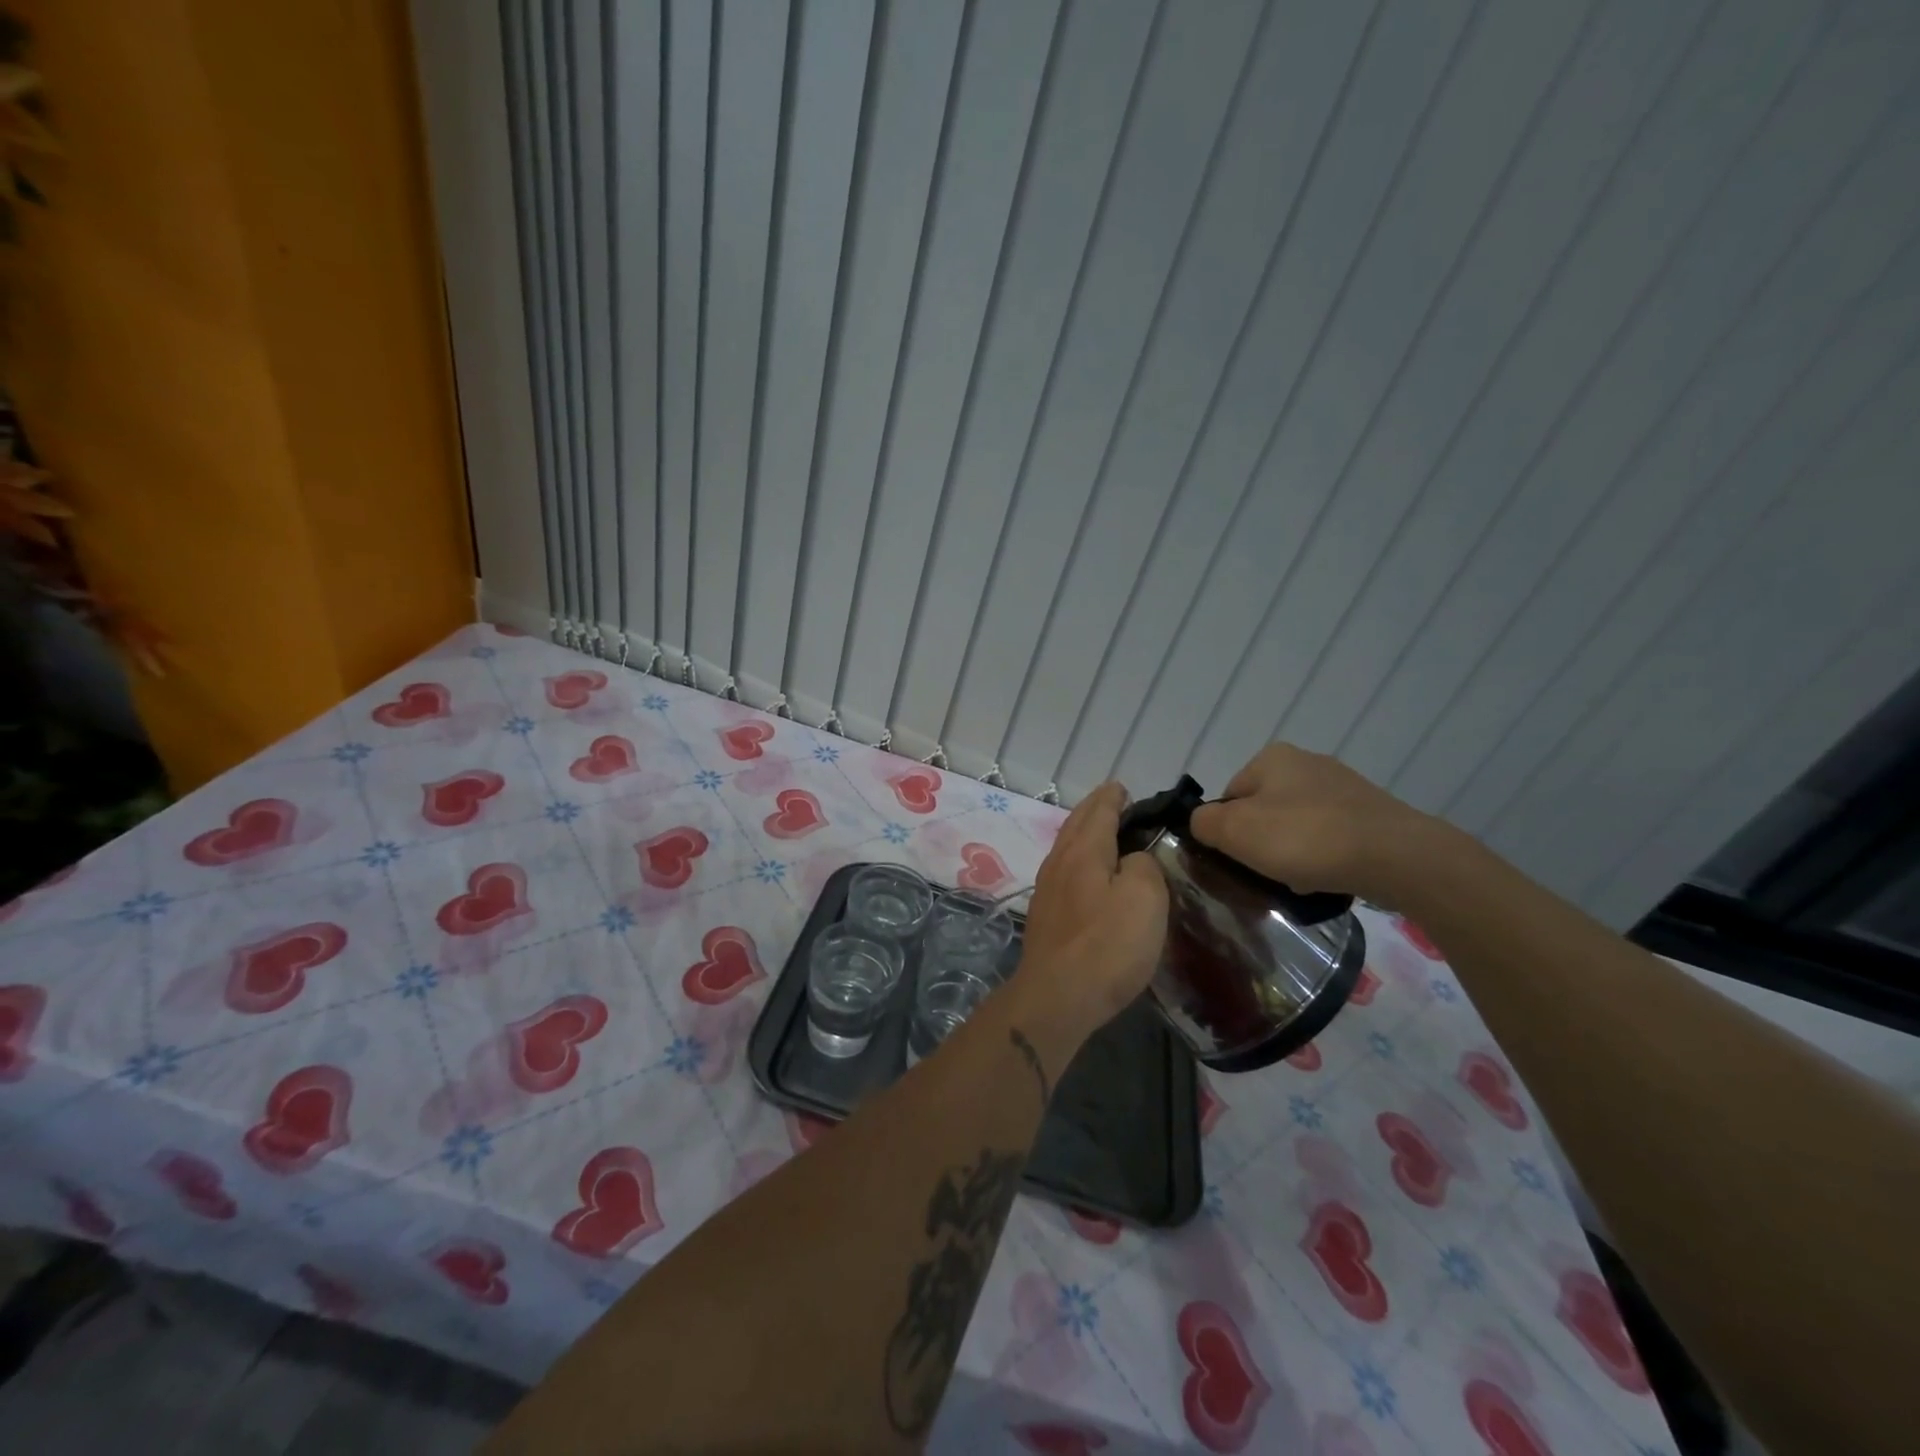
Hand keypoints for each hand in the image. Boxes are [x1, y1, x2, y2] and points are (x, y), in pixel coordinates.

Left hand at [1015, 782, 1167, 1039]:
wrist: (1058, 997)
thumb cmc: (1107, 945)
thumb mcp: (1145, 898)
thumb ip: (1144, 866)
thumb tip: (1132, 859)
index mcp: (1084, 851)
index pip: (1099, 811)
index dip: (1113, 797)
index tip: (1123, 788)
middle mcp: (1059, 862)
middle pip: (1077, 824)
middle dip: (1095, 809)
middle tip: (1112, 800)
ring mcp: (1047, 889)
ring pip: (1067, 846)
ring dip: (1084, 832)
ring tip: (1101, 831)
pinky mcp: (1045, 915)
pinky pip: (1064, 870)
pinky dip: (1078, 858)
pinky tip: (1086, 872)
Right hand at [1189, 744, 1438, 905]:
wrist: (1396, 856)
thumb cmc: (1304, 838)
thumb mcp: (1234, 831)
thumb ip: (1202, 823)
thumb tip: (1202, 824)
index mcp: (1271, 758)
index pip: (1228, 796)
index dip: (1226, 831)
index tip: (1237, 860)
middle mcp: (1307, 763)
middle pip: (1263, 811)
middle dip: (1261, 843)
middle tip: (1265, 874)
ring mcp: (1344, 787)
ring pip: (1297, 826)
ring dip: (1292, 853)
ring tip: (1299, 881)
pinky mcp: (1371, 814)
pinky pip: (1330, 837)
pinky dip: (1323, 857)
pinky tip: (1328, 878)